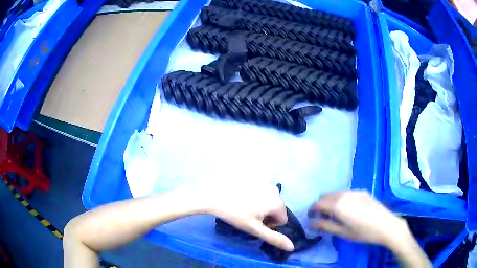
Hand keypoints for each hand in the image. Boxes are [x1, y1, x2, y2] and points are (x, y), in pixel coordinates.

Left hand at [200, 182, 293, 251]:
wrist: (213, 195)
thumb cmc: (235, 214)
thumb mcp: (254, 229)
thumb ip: (274, 238)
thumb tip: (292, 247)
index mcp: (277, 201)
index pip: (282, 220)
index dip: (269, 225)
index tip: (255, 223)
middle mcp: (274, 189)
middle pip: (276, 209)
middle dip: (266, 215)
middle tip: (248, 216)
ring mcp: (264, 181)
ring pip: (268, 200)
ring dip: (260, 206)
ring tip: (244, 206)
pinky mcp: (254, 177)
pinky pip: (261, 192)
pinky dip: (254, 197)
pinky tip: (241, 197)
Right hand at [308, 190, 408, 246]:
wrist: (386, 225)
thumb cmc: (363, 233)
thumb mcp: (343, 232)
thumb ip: (325, 226)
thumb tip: (312, 223)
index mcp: (338, 205)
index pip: (318, 204)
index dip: (312, 210)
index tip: (311, 218)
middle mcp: (345, 194)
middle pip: (325, 196)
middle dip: (320, 205)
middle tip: (322, 218)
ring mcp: (355, 191)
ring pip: (336, 193)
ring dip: (330, 201)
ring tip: (335, 214)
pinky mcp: (362, 191)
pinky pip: (346, 193)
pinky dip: (341, 199)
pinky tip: (348, 210)